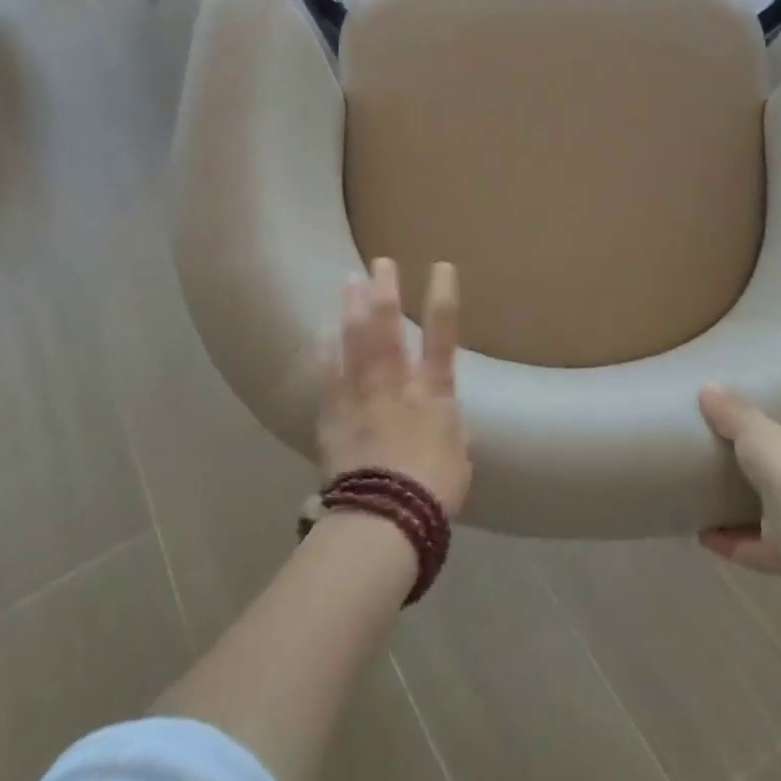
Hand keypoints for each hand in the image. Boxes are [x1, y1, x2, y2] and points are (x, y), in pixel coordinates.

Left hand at [319, 259, 471, 517]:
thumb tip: (446, 415)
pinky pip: (328, 372)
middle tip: (380, 262)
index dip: (442, 296)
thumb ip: (451, 426)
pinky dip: (326, 349)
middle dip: (385, 290)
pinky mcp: (333, 412)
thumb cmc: (432, 490)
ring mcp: (360, 393)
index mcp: (432, 391)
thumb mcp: (458, 455)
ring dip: (352, 307)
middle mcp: (395, 381)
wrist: (383, 518)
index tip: (441, 266)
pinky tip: (322, 330)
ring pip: (354, 340)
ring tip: (349, 280)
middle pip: (388, 325)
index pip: (442, 334)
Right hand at [697, 385, 780, 573]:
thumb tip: (707, 389)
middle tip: (743, 475)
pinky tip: (705, 536)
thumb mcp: (755, 427)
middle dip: (778, 486)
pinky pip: (759, 550)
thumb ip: (732, 412)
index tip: (777, 446)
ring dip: (750, 520)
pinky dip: (733, 544)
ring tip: (714, 508)